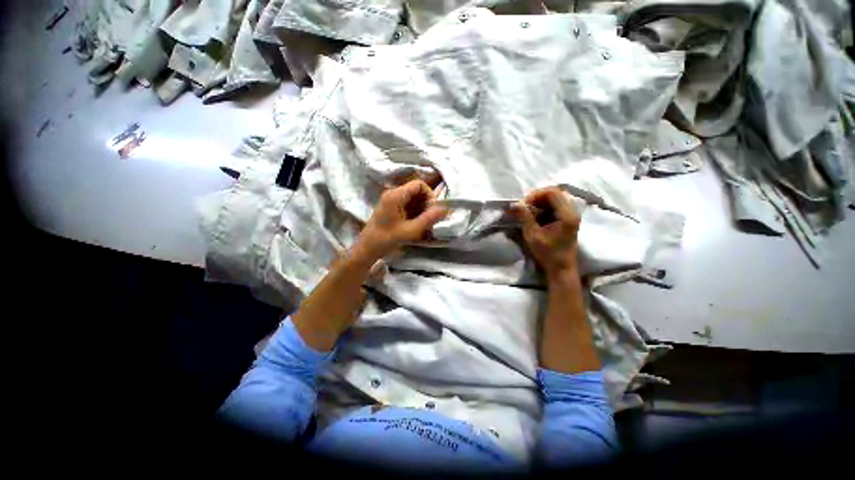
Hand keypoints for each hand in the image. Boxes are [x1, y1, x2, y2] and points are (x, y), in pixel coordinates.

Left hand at [352, 180, 448, 262]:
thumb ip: (429, 218)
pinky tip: (415, 224)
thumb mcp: (411, 230)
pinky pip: (407, 204)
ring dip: (421, 208)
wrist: (367, 249)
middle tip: (429, 219)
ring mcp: (391, 200)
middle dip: (426, 203)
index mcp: (396, 195)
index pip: (419, 184)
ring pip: (413, 198)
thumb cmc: (387, 239)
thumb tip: (446, 209)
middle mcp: (393, 193)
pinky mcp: (391, 207)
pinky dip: (415, 212)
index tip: (432, 210)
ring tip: (423, 223)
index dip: (429, 195)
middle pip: (416, 190)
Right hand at [511, 187, 581, 278]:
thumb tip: (514, 203)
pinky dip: (544, 207)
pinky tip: (536, 216)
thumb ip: (524, 217)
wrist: (561, 268)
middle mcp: (572, 211)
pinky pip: (556, 205)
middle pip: (555, 193)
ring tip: (529, 211)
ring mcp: (571, 214)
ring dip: (540, 202)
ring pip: (555, 198)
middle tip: (525, 207)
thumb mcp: (532, 235)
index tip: (523, 205)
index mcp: (567, 215)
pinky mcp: (568, 219)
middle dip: (537, 197)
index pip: (552, 192)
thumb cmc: (547, 253)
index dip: (535, 195)